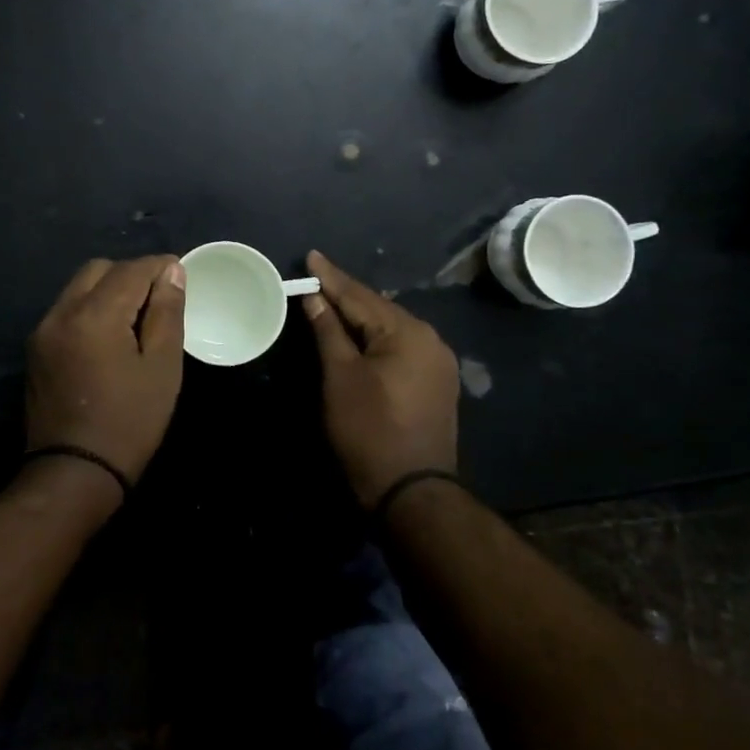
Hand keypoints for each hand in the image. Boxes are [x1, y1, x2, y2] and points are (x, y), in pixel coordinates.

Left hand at [25, 255, 186, 488]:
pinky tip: (109, 337)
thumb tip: (172, 271)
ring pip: (79, 288)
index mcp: (94, 314)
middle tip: (158, 301)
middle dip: (131, 275)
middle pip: (99, 270)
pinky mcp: (36, 349)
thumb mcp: (162, 367)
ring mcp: (43, 331)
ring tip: (136, 320)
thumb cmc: (129, 422)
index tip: (181, 277)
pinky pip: (67, 311)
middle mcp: (61, 312)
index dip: (160, 267)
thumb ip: (167, 312)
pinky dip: (91, 309)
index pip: (132, 269)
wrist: (74, 474)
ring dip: (109, 291)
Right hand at [302, 250, 460, 508]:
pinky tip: (358, 334)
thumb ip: (329, 331)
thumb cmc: (369, 430)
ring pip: (390, 328)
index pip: (361, 296)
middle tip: (316, 277)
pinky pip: (400, 347)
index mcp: (408, 332)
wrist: (411, 492)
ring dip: (360, 316)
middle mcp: (430, 339)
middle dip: (346, 295)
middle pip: (379, 309)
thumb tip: (314, 297)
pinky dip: (375, 338)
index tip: (311, 256)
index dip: (331, 278)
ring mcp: (438, 362)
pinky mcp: (436, 383)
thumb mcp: (340, 377)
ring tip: (331, 300)